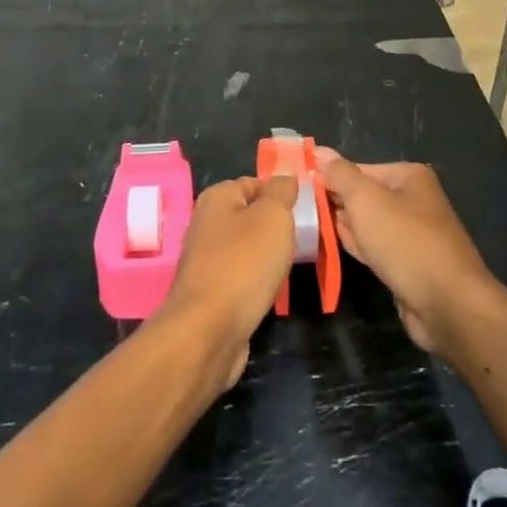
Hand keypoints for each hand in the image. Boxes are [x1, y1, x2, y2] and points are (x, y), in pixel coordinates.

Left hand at [157, 175, 297, 391]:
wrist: (209, 330)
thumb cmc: (244, 264)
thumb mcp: (273, 216)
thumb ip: (281, 191)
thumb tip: (285, 175)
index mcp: (216, 198)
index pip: (254, 183)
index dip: (279, 195)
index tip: (301, 213)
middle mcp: (205, 223)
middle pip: (249, 217)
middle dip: (274, 229)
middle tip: (297, 241)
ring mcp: (204, 259)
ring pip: (245, 249)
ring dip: (266, 258)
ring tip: (285, 268)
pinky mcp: (208, 291)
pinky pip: (239, 276)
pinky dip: (255, 282)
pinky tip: (267, 292)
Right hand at [318, 150, 497, 356]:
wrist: (448, 305)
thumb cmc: (405, 242)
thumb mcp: (366, 200)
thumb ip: (340, 174)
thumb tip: (318, 150)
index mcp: (408, 176)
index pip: (358, 169)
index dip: (328, 178)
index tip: (297, 189)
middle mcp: (413, 200)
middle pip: (363, 196)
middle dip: (335, 203)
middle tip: (298, 211)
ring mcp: (413, 234)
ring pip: (368, 224)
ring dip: (342, 227)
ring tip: (307, 228)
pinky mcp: (409, 264)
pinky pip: (376, 248)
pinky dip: (357, 246)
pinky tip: (331, 247)